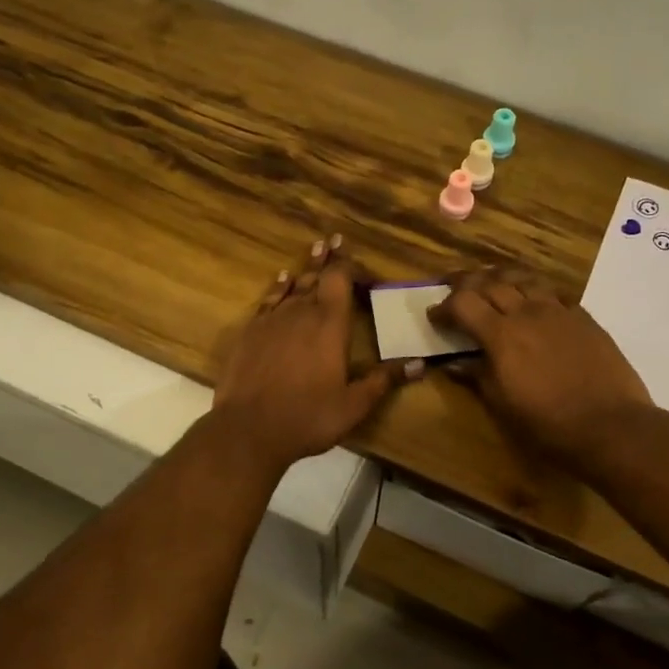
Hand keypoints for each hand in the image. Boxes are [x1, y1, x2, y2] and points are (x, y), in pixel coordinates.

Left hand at [212, 237, 419, 473]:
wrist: (249, 429)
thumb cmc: (308, 417)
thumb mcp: (353, 404)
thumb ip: (383, 380)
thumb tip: (419, 364)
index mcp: (330, 325)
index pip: (340, 280)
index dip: (348, 265)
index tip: (354, 256)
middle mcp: (301, 313)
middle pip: (315, 276)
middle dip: (327, 259)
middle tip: (332, 240)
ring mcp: (272, 320)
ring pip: (292, 285)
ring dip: (304, 268)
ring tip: (314, 250)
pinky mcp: (250, 332)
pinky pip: (268, 300)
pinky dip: (278, 287)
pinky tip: (282, 280)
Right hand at [430, 269, 652, 469]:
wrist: (610, 424)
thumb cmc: (547, 423)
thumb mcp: (502, 405)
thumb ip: (477, 376)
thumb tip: (454, 364)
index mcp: (501, 334)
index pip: (463, 303)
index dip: (444, 306)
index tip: (434, 316)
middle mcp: (527, 312)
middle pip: (490, 282)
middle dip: (466, 282)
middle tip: (453, 287)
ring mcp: (559, 311)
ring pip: (524, 279)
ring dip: (501, 277)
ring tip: (492, 283)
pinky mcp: (584, 318)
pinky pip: (554, 293)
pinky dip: (535, 290)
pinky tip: (534, 301)